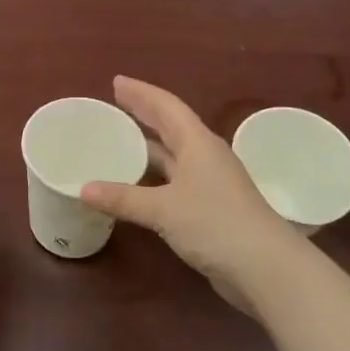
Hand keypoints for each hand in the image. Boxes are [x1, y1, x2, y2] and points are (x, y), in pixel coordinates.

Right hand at [79, 76, 294, 317]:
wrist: (267, 268)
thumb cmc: (215, 224)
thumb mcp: (163, 208)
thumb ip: (123, 198)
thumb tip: (83, 189)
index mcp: (198, 143)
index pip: (166, 106)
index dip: (141, 93)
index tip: (116, 82)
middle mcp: (205, 156)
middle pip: (171, 126)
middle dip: (144, 113)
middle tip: (115, 103)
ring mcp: (211, 183)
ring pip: (173, 155)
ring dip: (148, 147)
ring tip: (119, 141)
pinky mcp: (211, 209)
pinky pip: (175, 181)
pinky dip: (154, 177)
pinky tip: (136, 184)